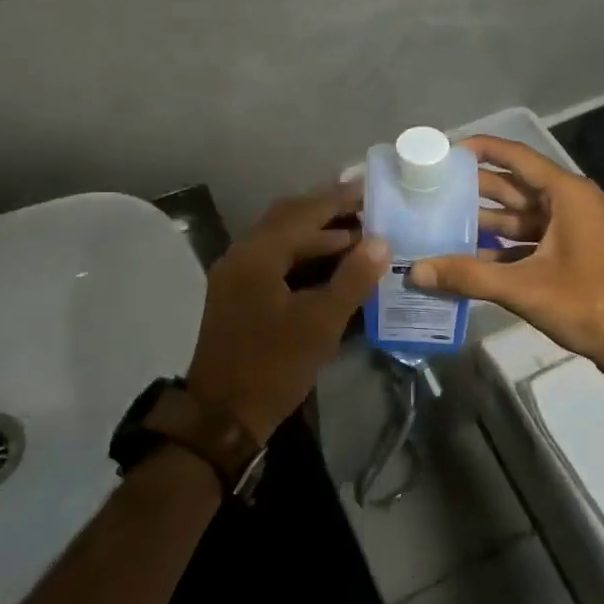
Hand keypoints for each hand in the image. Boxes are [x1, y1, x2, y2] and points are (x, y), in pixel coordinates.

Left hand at [186, 182, 388, 442]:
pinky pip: (274, 259)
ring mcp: (235, 274)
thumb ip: (352, 279)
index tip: (370, 187)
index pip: (303, 212)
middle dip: (328, 211)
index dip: (338, 198)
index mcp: (257, 255)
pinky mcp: (237, 293)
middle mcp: (242, 254)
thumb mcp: (320, 323)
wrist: (222, 416)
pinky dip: (303, 255)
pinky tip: (331, 264)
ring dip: (317, 235)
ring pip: (280, 239)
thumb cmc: (273, 367)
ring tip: (359, 236)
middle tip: (368, 209)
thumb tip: (381, 242)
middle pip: (288, 218)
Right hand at [409, 135, 603, 379]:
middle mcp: (570, 204)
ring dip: (484, 220)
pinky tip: (467, 257)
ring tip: (440, 221)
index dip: (482, 149)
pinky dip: (500, 246)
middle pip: (514, 186)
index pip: (517, 157)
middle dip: (474, 187)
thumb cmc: (587, 303)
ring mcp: (571, 230)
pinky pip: (527, 240)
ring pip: (519, 216)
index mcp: (567, 195)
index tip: (445, 151)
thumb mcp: (523, 287)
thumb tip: (415, 271)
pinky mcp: (570, 253)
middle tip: (432, 188)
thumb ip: (467, 276)